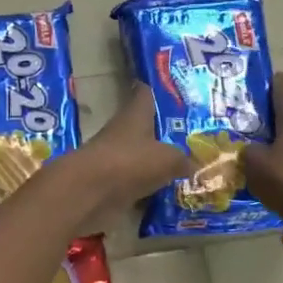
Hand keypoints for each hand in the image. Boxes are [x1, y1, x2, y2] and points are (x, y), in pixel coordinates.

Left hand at [66, 84, 193, 207]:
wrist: (90, 193)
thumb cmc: (130, 162)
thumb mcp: (168, 159)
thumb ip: (182, 159)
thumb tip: (193, 164)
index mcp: (134, 115)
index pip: (145, 93)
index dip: (157, 90)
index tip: (174, 89)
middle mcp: (123, 132)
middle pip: (144, 126)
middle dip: (164, 131)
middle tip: (192, 135)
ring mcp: (115, 158)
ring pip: (141, 155)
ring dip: (157, 160)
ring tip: (186, 165)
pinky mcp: (111, 184)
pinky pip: (136, 181)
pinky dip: (149, 186)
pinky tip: (169, 191)